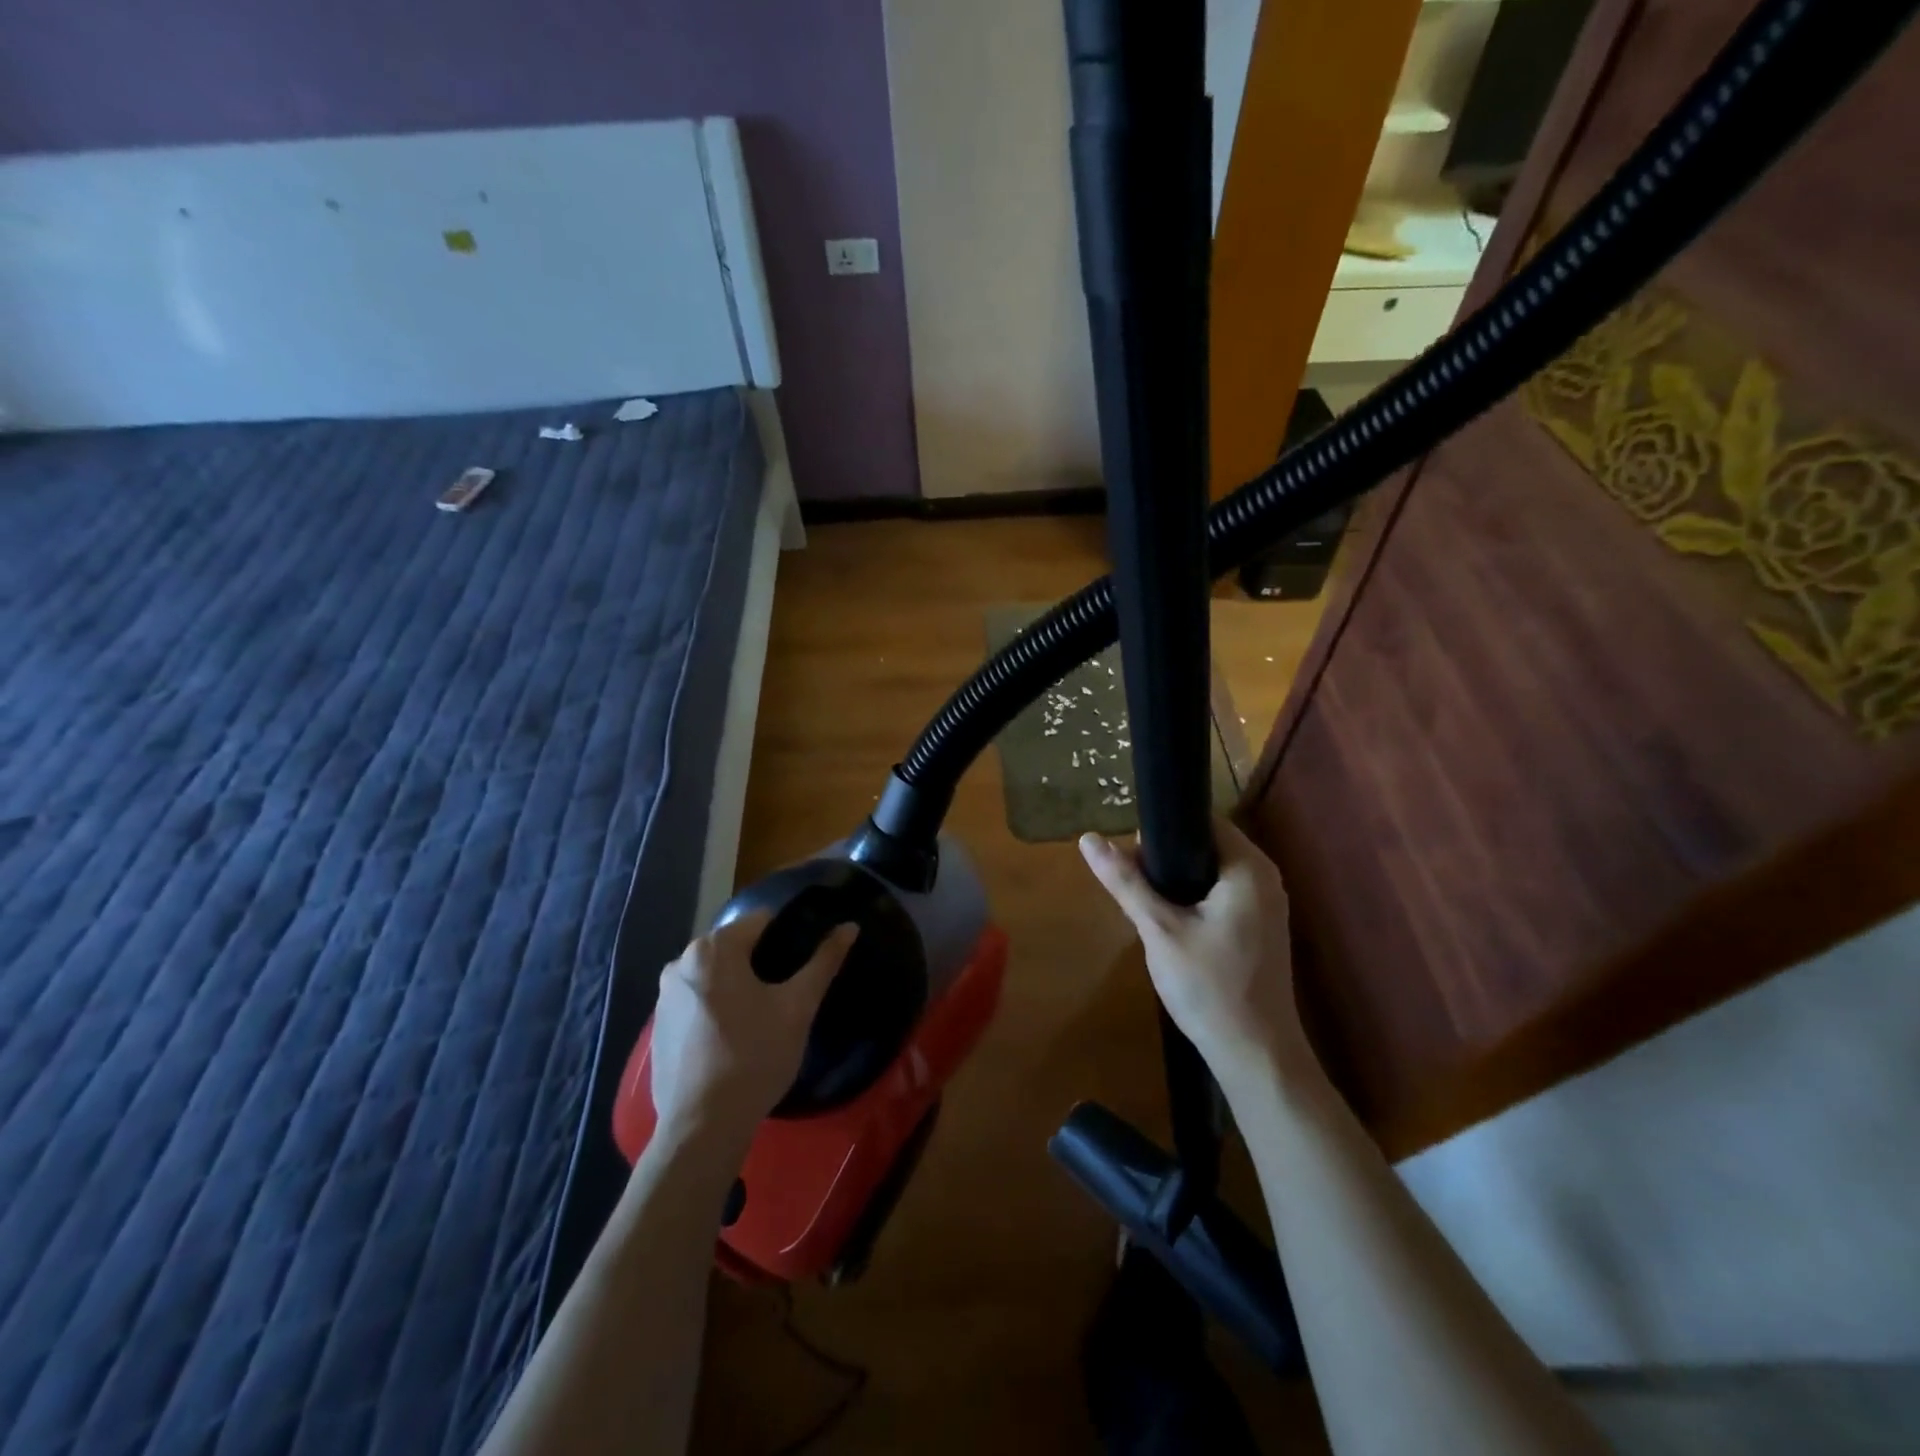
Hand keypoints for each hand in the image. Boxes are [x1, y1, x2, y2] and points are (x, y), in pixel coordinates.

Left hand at [648, 912, 857, 1151]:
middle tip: (788, 994)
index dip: (789, 937)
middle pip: (735, 947)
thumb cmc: (755, 1056)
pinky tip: (733, 1040)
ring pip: (715, 975)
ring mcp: (664, 997)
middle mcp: (680, 962)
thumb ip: (824, 961)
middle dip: (762, 963)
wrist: (703, 1127)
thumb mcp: (798, 1006)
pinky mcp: (658, 1028)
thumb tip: (849, 927)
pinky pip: (696, 1002)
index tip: (804, 964)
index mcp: (713, 948)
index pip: (762, 922)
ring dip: (738, 986)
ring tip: (764, 1018)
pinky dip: (716, 1009)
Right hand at [1080, 816, 1311, 1094]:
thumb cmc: (1209, 987)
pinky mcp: (1261, 929)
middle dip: (1166, 859)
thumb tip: (1088, 839)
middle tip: (1132, 884)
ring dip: (1177, 882)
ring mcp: (1267, 905)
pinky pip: (1221, 895)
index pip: (1203, 821)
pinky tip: (1169, 924)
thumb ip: (1126, 882)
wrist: (1255, 1055)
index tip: (1131, 854)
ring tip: (1145, 904)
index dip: (1163, 830)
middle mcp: (1265, 878)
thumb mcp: (1159, 930)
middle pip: (1206, 846)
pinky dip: (1194, 900)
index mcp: (1249, 868)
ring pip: (1211, 873)